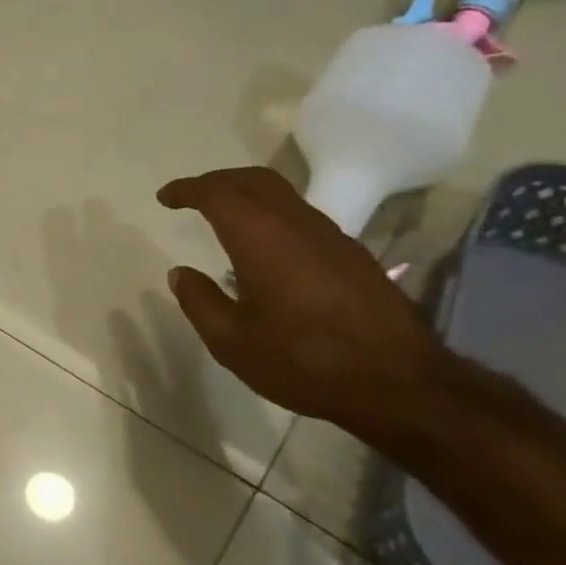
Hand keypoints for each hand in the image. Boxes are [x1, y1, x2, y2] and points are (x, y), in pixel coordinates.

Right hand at [157, 166, 456, 437]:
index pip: (218, 193)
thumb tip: (180, 273)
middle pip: (255, 180)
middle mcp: (298, 225)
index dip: (188, 189)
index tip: (165, 198)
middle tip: (191, 197)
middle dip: (218, 181)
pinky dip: (272, 217)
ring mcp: (332, 238)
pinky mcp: (352, 257)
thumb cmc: (303, 361)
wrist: (400, 384)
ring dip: (248, 197)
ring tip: (223, 220)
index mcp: (261, 239)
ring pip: (283, 196)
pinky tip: (264, 251)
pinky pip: (302, 218)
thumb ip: (199, 301)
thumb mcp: (232, 341)